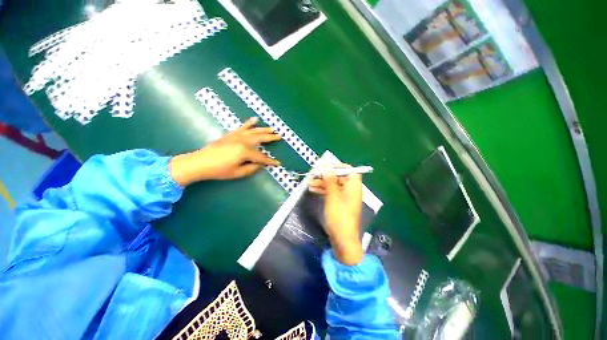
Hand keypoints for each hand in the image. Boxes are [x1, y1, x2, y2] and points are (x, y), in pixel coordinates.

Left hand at [169, 117, 280, 185]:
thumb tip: (261, 164)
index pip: (261, 157)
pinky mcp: (231, 134)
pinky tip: (254, 119)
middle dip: (271, 138)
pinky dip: (249, 123)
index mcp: (245, 151)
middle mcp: (243, 141)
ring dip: (264, 129)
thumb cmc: (219, 170)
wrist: (200, 162)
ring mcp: (236, 136)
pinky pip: (242, 127)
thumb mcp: (238, 173)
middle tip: (280, 136)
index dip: (270, 161)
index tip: (278, 163)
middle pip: (260, 139)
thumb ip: (252, 168)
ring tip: (272, 128)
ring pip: (254, 131)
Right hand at [310, 169, 363, 264]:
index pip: (349, 170)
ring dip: (322, 183)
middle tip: (313, 175)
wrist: (343, 239)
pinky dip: (323, 191)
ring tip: (309, 183)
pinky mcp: (339, 204)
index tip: (325, 167)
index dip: (337, 166)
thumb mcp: (333, 196)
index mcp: (354, 186)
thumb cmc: (339, 216)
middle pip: (339, 177)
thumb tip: (327, 169)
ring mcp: (345, 197)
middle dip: (326, 175)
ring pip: (333, 185)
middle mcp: (351, 190)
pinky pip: (332, 193)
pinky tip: (313, 190)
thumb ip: (330, 181)